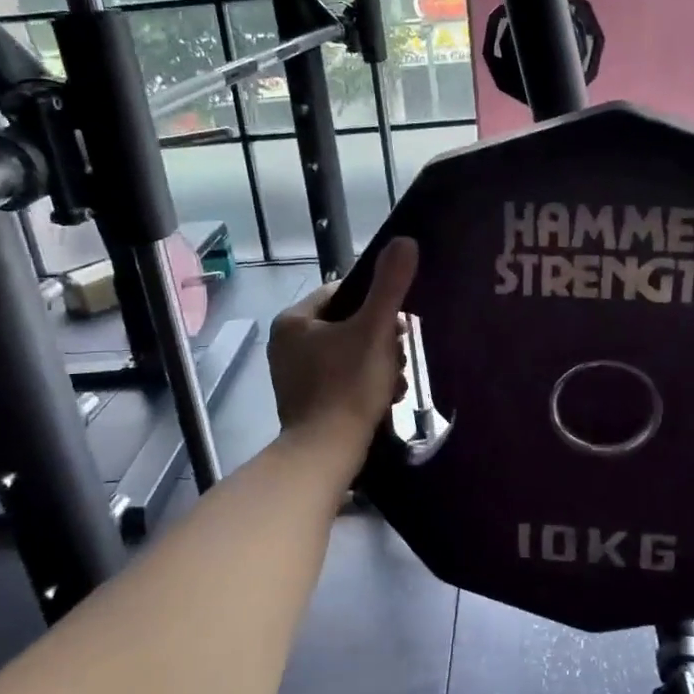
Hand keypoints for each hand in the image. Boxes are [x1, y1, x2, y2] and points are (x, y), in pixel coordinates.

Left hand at [270, 238, 417, 445]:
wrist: (326, 452)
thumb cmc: (348, 385)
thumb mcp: (375, 330)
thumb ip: (390, 286)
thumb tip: (406, 240)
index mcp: (294, 320)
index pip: (342, 292)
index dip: (377, 303)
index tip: (399, 323)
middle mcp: (286, 344)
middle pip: (348, 324)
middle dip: (380, 338)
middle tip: (401, 355)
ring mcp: (293, 375)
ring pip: (348, 353)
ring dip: (378, 362)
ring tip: (397, 380)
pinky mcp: (305, 401)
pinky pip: (341, 378)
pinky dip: (365, 383)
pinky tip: (386, 397)